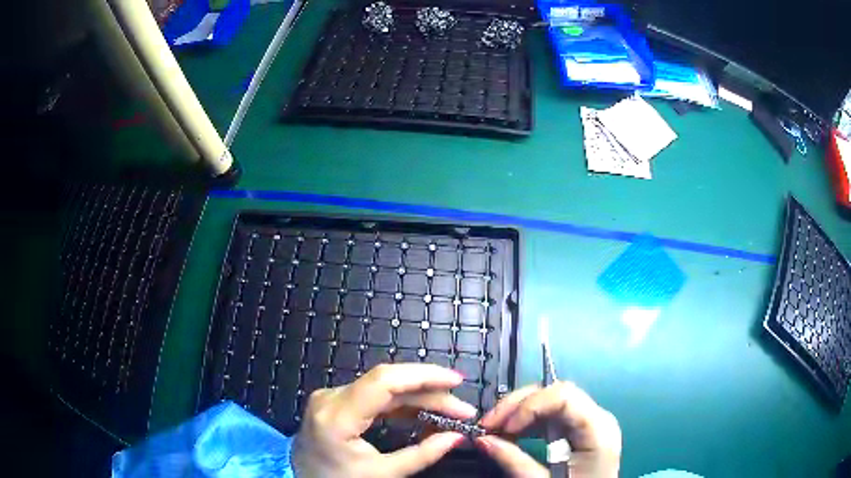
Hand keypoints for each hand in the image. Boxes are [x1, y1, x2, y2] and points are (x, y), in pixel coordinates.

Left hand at [291, 364, 476, 477]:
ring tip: (450, 412)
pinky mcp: (334, 401)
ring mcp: (329, 397)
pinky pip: (373, 396)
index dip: (424, 375)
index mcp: (336, 417)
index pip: (384, 381)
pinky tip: (423, 414)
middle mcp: (329, 398)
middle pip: (388, 383)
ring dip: (418, 397)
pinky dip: (401, 404)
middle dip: (429, 392)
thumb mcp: (382, 474)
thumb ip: (422, 454)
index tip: (457, 381)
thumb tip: (457, 437)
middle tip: (462, 409)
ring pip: (383, 387)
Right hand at [476, 382, 620, 477]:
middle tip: (488, 425)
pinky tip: (512, 434)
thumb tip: (481, 439)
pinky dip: (529, 421)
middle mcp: (598, 417)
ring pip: (551, 400)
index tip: (502, 427)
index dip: (529, 405)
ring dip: (519, 412)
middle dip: (518, 405)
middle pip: (556, 393)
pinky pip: (553, 415)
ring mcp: (591, 422)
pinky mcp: (581, 430)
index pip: (564, 396)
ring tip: (495, 430)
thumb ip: (514, 461)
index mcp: (598, 430)